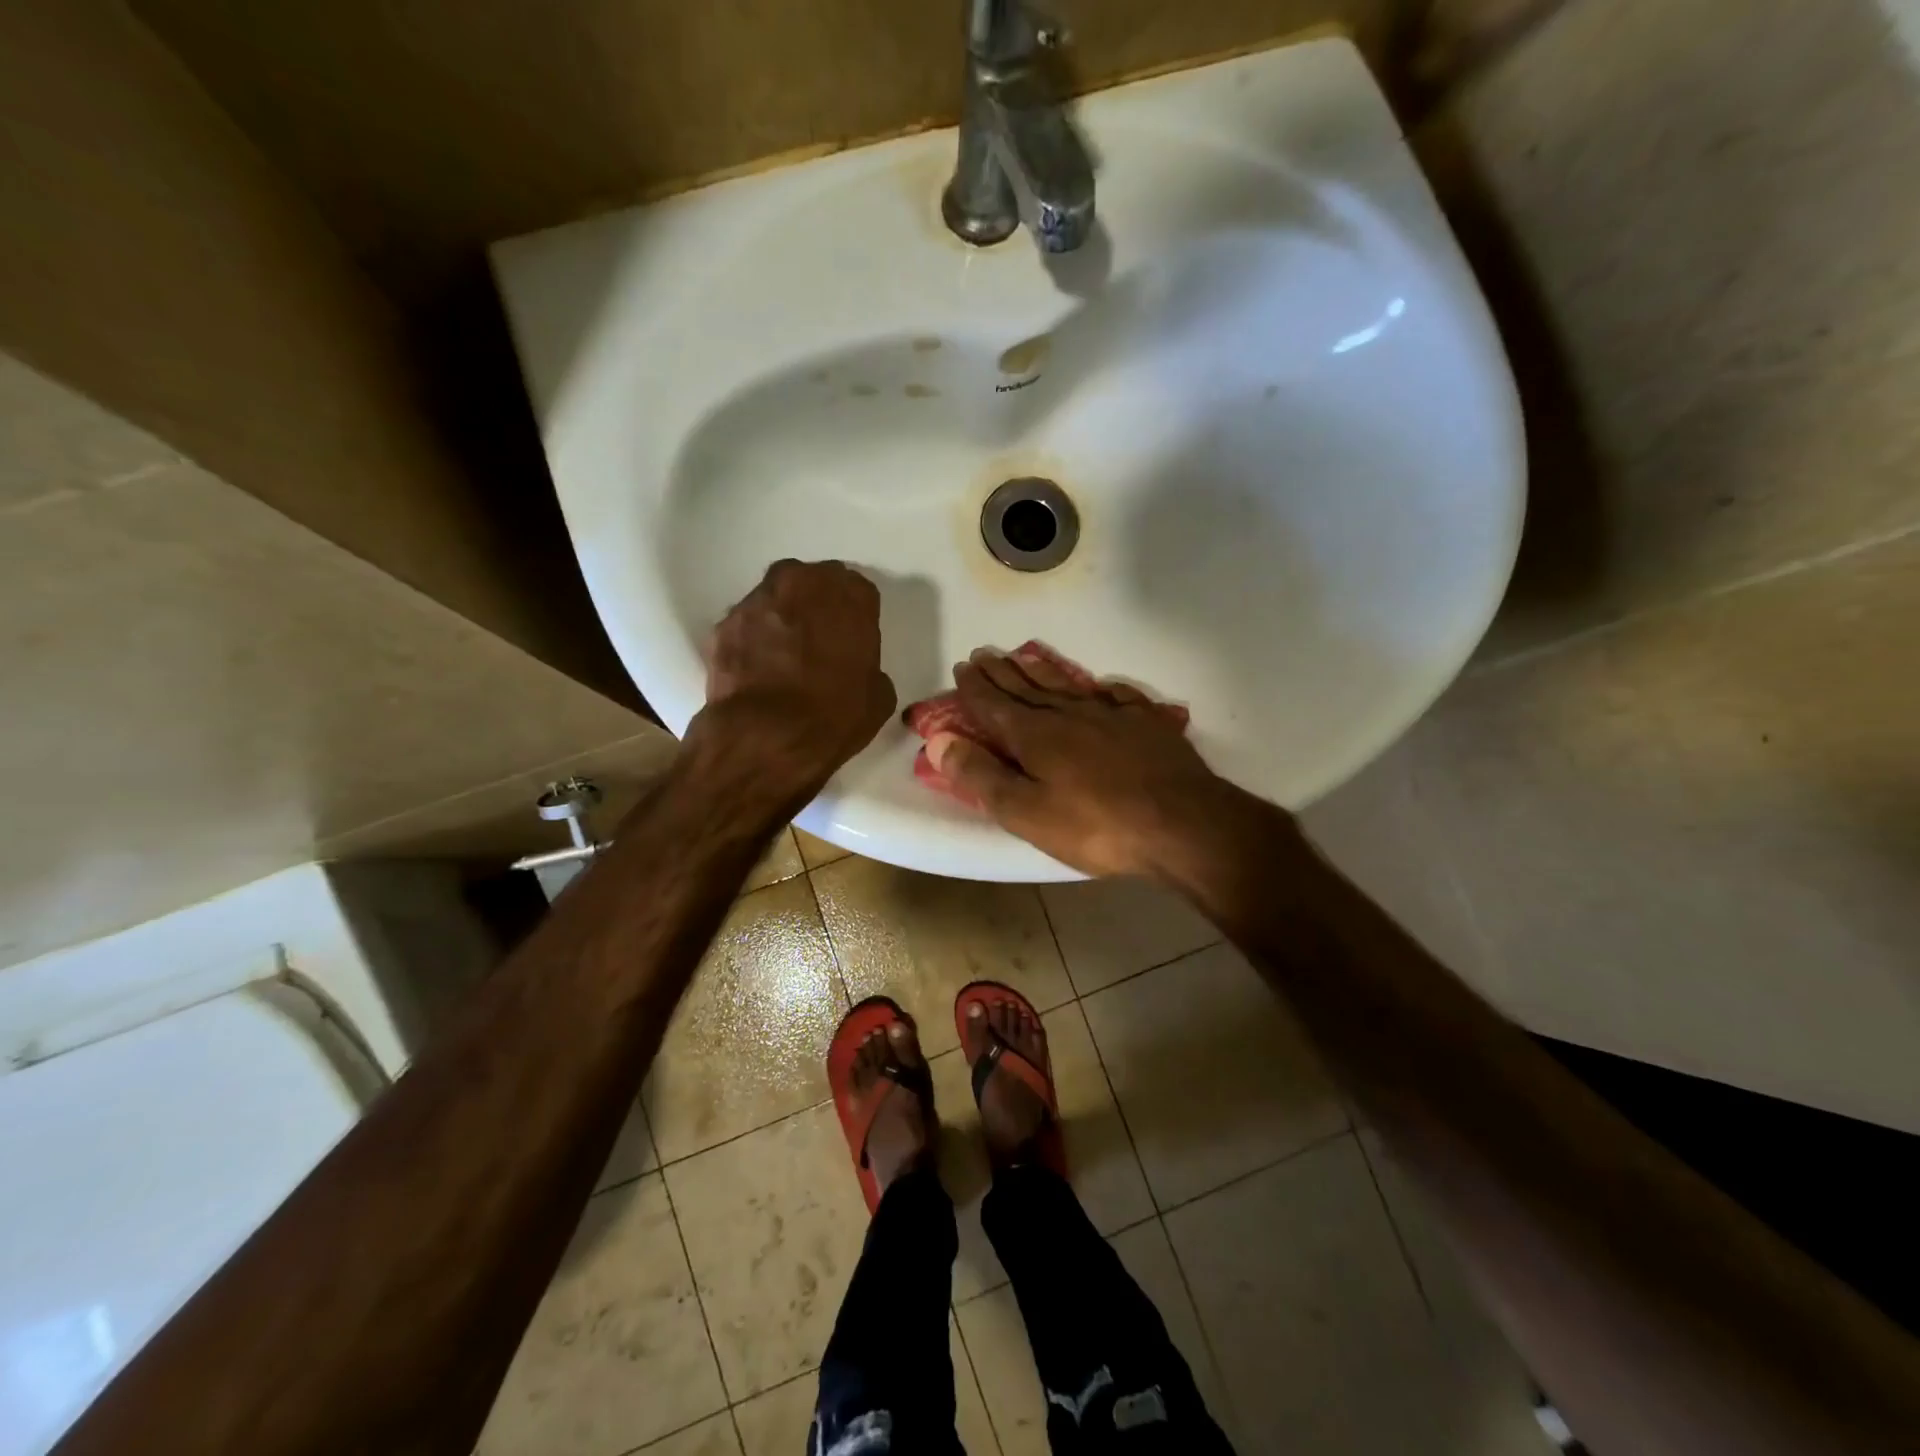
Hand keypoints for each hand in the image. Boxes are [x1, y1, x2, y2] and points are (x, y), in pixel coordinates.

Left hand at [693, 560, 896, 801]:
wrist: (766, 737)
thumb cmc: (834, 716)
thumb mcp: (877, 697)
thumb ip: (867, 667)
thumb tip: (852, 671)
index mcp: (850, 596)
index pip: (858, 591)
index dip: (855, 615)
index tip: (852, 638)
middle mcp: (802, 583)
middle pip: (812, 582)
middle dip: (816, 603)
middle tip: (819, 638)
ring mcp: (758, 600)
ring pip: (775, 597)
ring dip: (782, 616)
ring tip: (784, 653)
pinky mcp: (725, 623)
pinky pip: (747, 624)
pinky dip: (753, 638)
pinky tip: (758, 667)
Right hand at [927, 649, 1243, 878]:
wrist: (1180, 822)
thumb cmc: (1095, 825)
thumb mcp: (1026, 812)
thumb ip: (981, 775)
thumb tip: (939, 741)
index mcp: (1035, 735)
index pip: (995, 704)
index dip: (975, 687)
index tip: (962, 666)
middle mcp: (1069, 715)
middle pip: (1028, 688)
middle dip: (1002, 672)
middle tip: (984, 654)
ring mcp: (1111, 715)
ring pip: (1067, 686)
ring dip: (1042, 671)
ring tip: (1025, 657)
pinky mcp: (1146, 724)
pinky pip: (1117, 696)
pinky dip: (1102, 689)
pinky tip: (1101, 687)